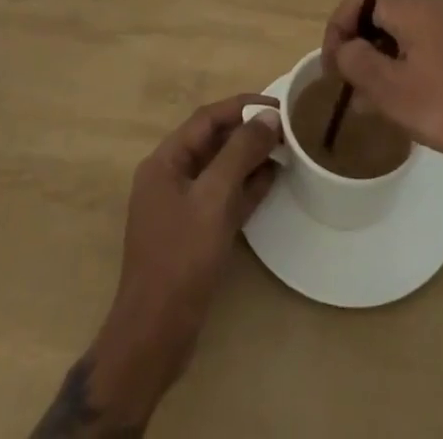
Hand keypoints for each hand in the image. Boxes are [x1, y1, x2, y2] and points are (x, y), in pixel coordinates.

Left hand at [89, 95, 280, 422]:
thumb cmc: (180, 259)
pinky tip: (273, 180)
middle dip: (248, 132)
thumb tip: (269, 117)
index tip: (277, 105)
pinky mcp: (194, 233)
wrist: (155, 336)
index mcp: (165, 162)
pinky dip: (246, 186)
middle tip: (286, 127)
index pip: (207, 119)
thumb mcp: (213, 199)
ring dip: (250, 158)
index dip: (242, 107)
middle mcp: (170, 178)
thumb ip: (240, 153)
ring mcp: (181, 207)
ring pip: (221, 170)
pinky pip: (223, 197)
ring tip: (286, 149)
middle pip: (213, 142)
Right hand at [321, 0, 442, 183]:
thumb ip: (356, 61)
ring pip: (405, 32)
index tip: (330, 66)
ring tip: (370, 99)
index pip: (363, 0)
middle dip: (360, 46)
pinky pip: (426, 43)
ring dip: (382, 58)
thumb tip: (345, 48)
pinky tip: (404, 98)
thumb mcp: (391, 90)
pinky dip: (407, 63)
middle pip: (384, 14)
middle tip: (348, 86)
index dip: (338, 28)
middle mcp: (439, 5)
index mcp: (418, 7)